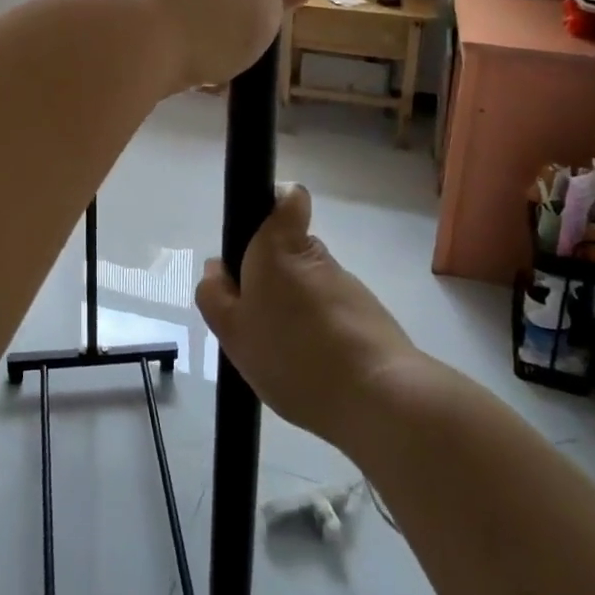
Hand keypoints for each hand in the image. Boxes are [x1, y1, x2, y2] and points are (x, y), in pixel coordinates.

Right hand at [196, 184, 418, 443]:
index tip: (255, 242)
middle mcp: (317, 256)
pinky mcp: (371, 318)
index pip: (289, 197)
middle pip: (290, 253)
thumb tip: (216, 268)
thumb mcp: (232, 331)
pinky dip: (321, 335)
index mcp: (279, 247)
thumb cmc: (292, 354)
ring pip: (311, 287)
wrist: (378, 397)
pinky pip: (333, 316)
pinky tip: (312, 372)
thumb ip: (216, 295)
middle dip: (273, 280)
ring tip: (285, 358)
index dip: (273, 208)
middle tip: (256, 323)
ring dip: (296, 311)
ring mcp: (348, 287)